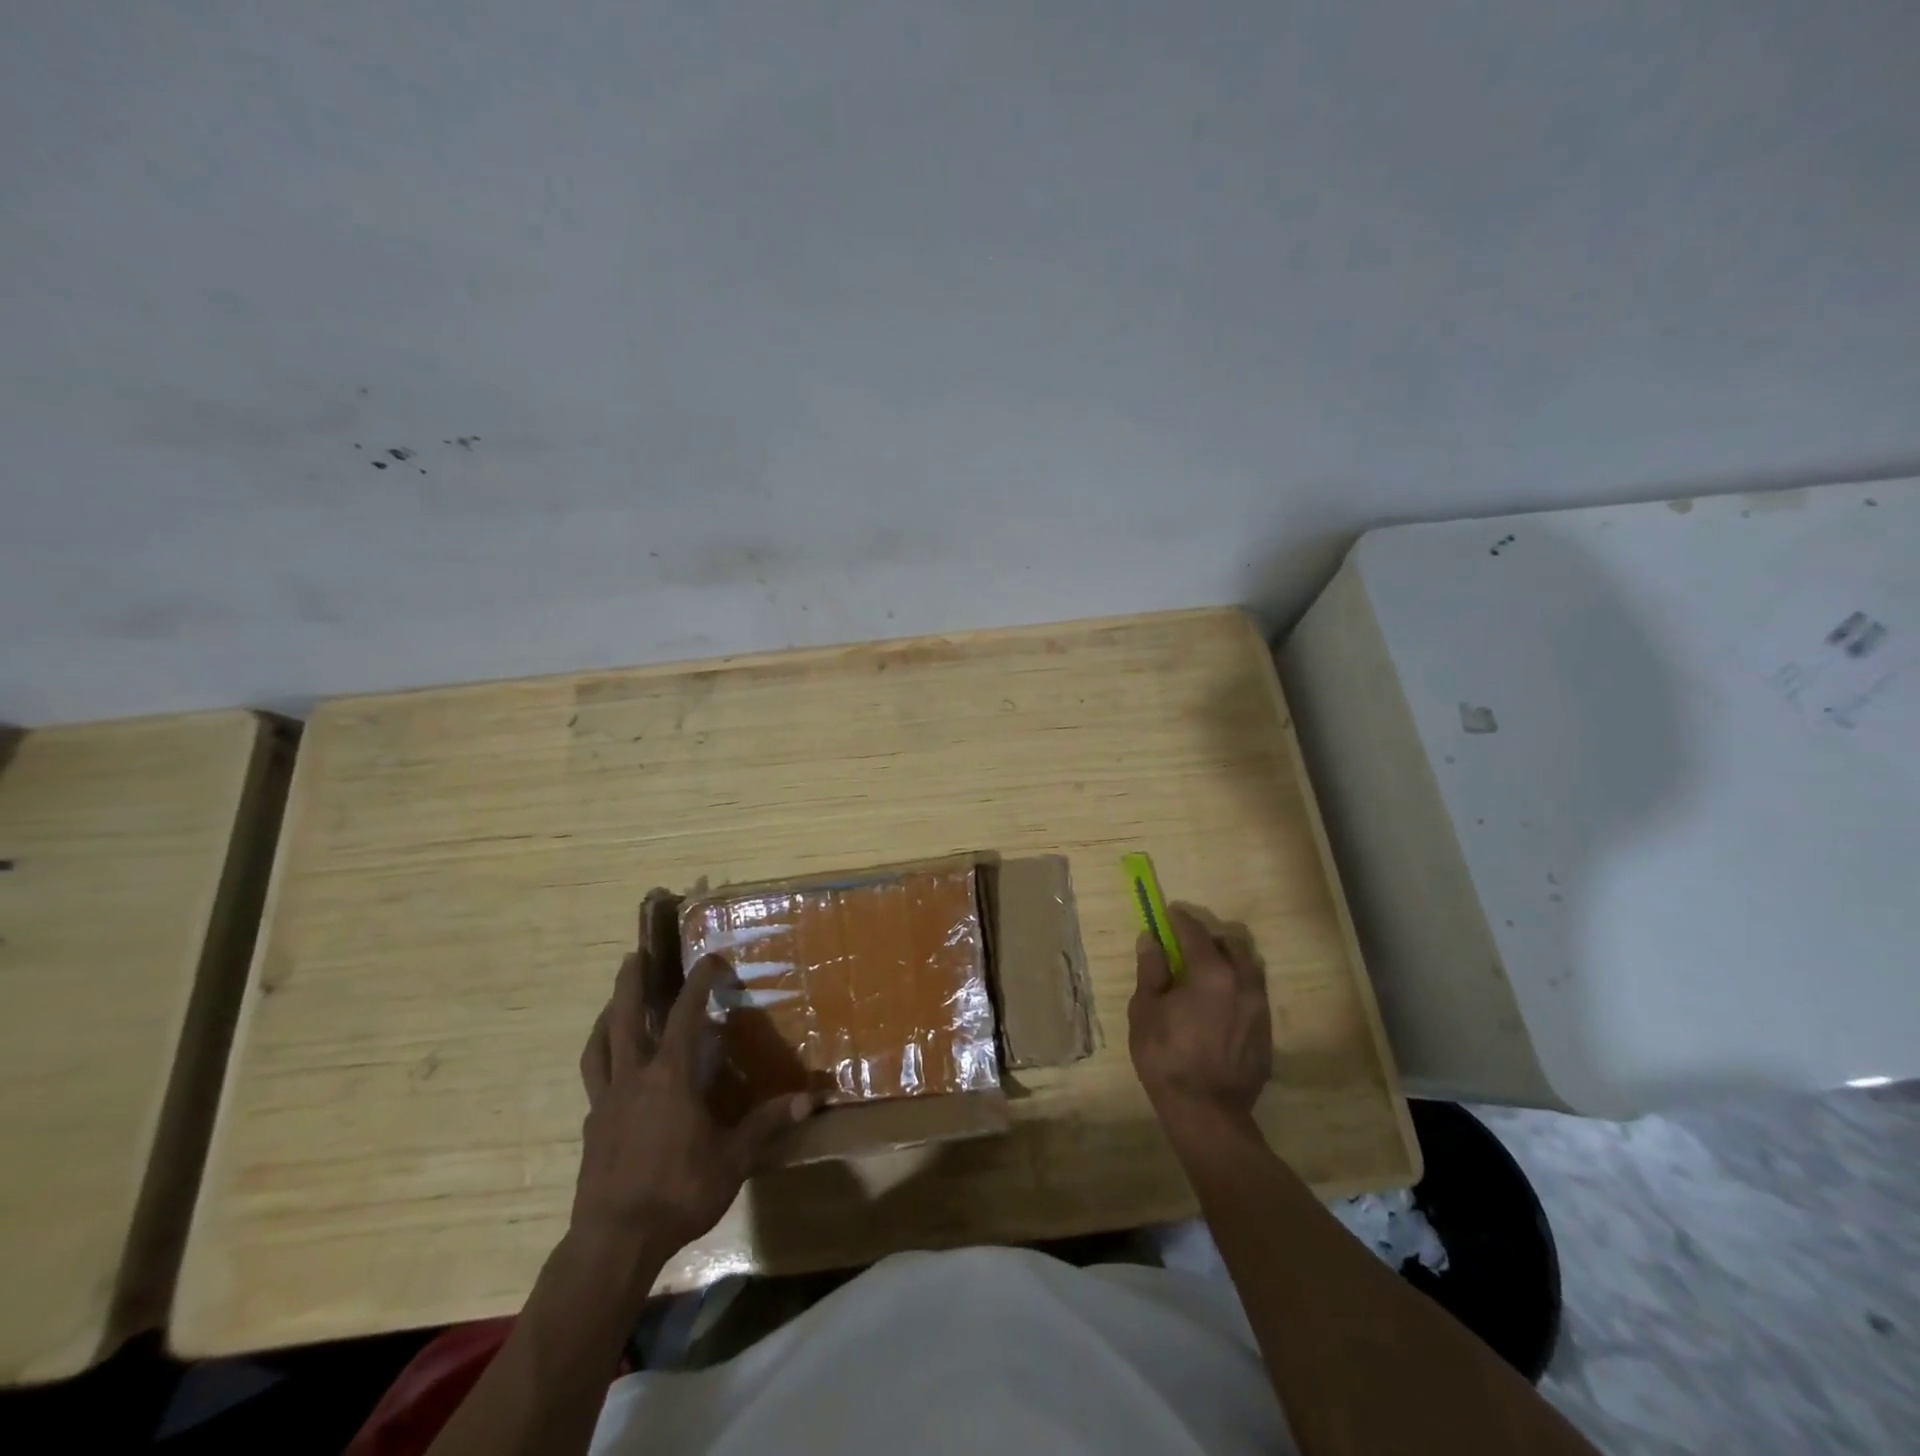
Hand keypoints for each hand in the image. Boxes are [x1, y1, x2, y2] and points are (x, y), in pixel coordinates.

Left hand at [575, 948, 811, 1268]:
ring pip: (600, 1046)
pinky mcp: (591, 1127)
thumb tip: (810, 1099)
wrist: (613, 1242)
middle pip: (625, 1018)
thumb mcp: (733, 1159)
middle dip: (631, 983)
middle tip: (634, 955)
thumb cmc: (678, 1192)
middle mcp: (634, 1078)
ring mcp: (606, 1102)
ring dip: (607, 1018)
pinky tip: (612, 1070)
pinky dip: (602, 1061)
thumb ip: (767, 1124)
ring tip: (613, 1003)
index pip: (685, 1014)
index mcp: (671, 1077)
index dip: (698, 982)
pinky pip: (594, 1080)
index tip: (710, 959)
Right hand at [1128, 905, 1272, 1125]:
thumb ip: (1151, 971)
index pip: (1195, 932)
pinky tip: (1219, 1007)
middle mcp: (1243, 983)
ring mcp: (1260, 1009)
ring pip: (1248, 969)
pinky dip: (1236, 989)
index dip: (1180, 919)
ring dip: (1228, 963)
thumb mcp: (1145, 1011)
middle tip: (1187, 947)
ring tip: (1206, 976)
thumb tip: (1150, 939)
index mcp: (1211, 973)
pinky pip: (1253, 997)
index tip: (1169, 913)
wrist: (1207, 1114)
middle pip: (1231, 944)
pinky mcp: (1267, 1033)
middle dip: (1210, 939)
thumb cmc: (1167, 1058)